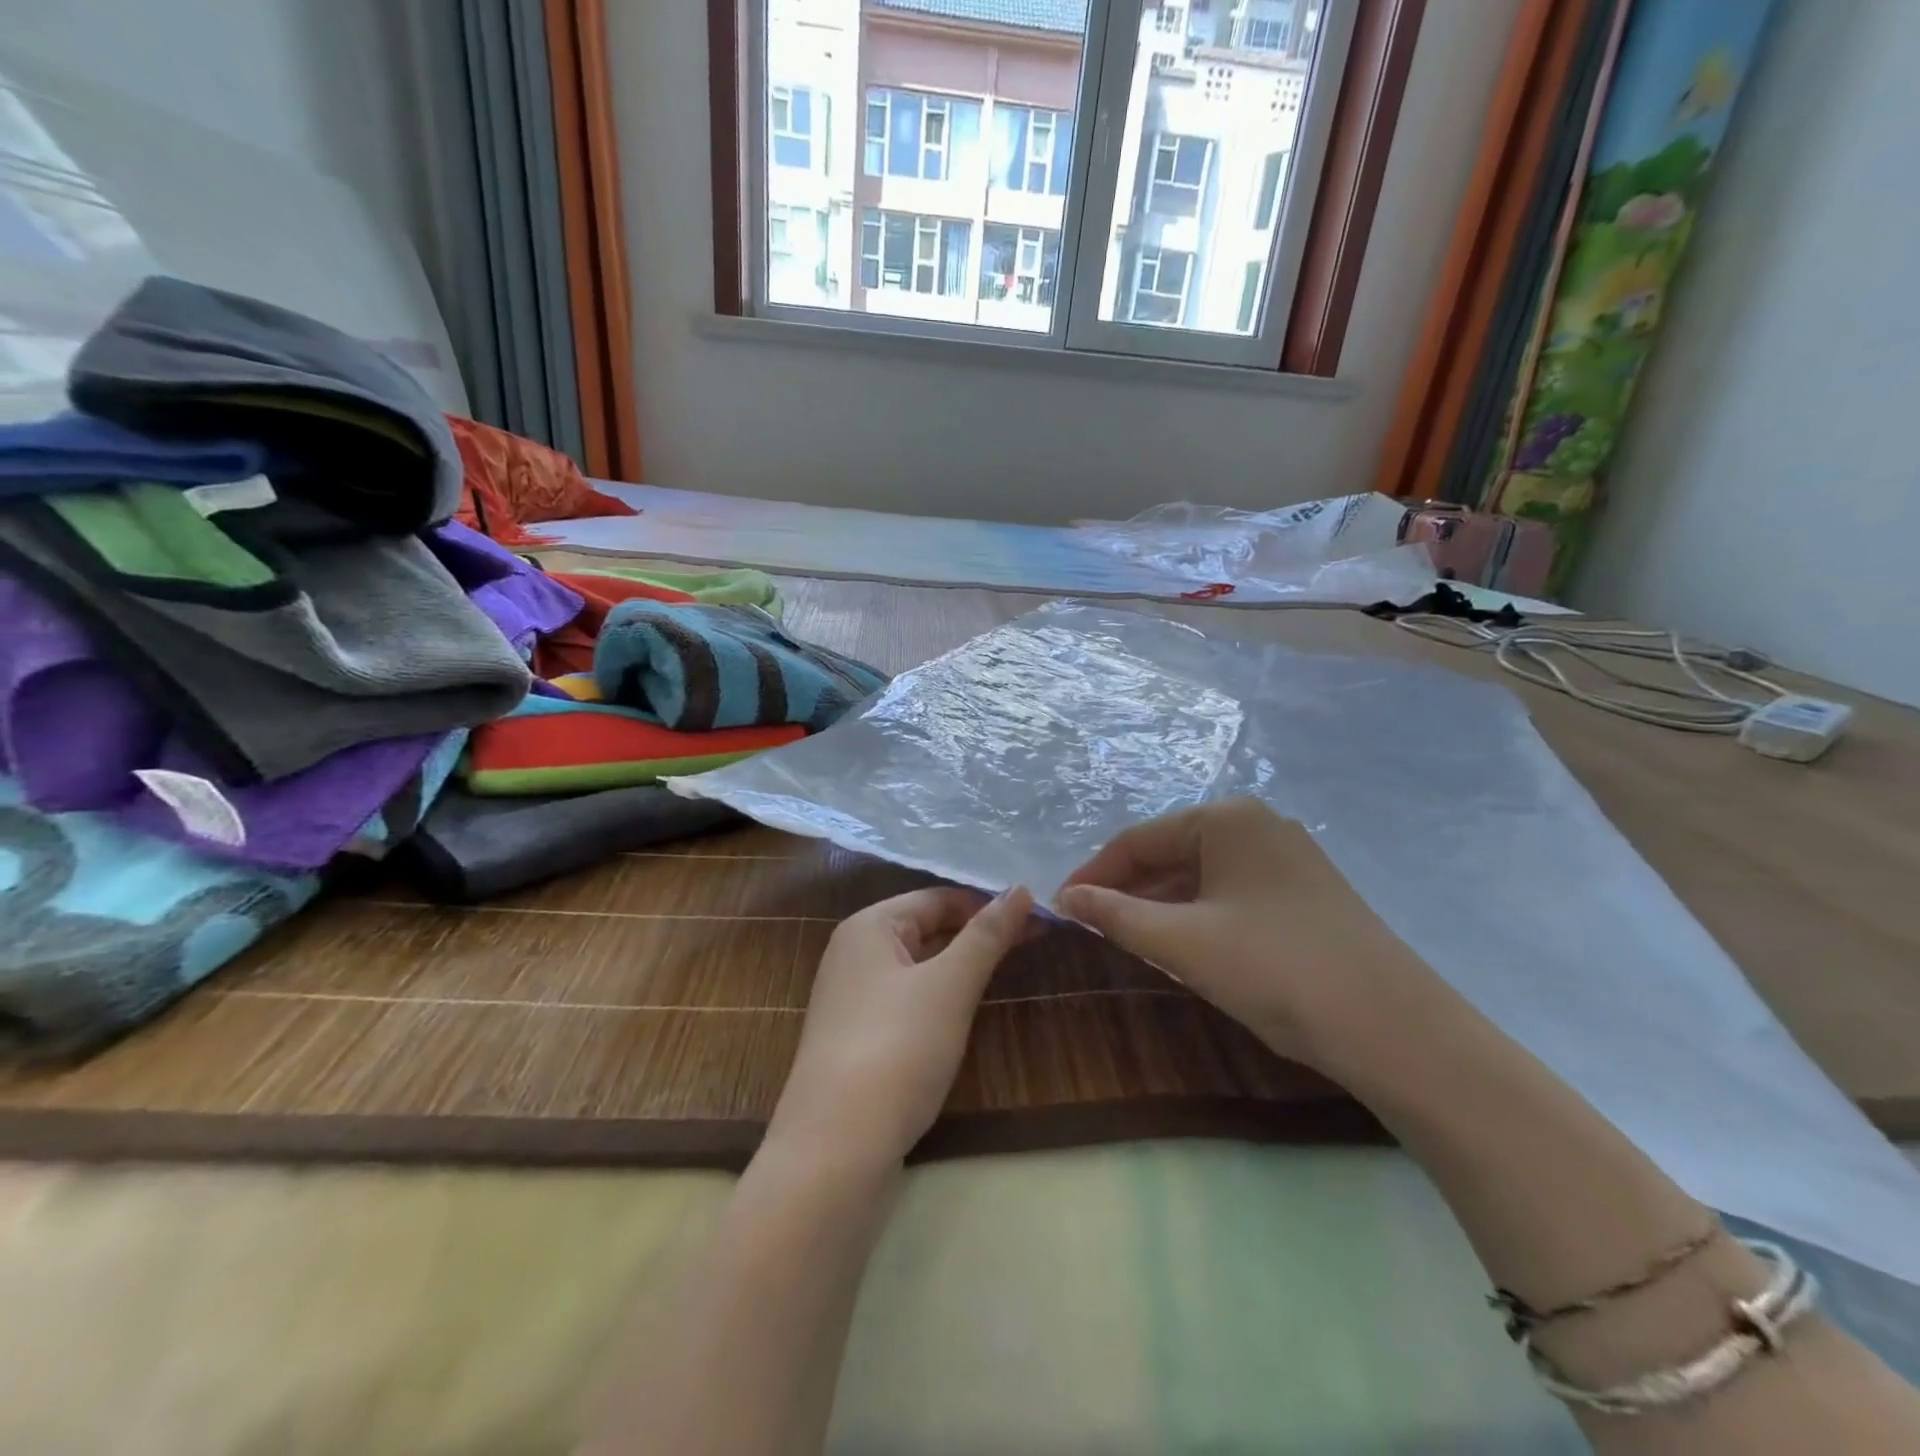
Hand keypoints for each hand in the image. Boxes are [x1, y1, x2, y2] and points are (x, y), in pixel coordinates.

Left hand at [768, 886, 1033, 1169]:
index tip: (1038, 917)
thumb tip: (1020, 889)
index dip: (987, 904)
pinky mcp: (858, 1038)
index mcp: (868, 926)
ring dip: (962, 967)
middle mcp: (854, 953)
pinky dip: (941, 998)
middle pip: (926, 929)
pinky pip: (908, 1000)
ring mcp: (853, 999)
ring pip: (919, 967)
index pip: (937, 898)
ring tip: (1011, 970)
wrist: (836, 1151)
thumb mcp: (949, 986)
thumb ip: (986, 936)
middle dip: (977, 934)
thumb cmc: (896, 1049)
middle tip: (1036, 941)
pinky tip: (966, 1012)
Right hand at [1055, 799, 1433, 1071]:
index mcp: (1227, 818)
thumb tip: (1065, 898)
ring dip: (1161, 905)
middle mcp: (1258, 825)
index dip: (1095, 873)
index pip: (1139, 839)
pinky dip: (1197, 916)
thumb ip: (1115, 915)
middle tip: (1092, 929)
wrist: (1394, 1029)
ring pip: (1201, 875)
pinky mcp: (1304, 895)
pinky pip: (1231, 894)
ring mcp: (1287, 859)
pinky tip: (1183, 946)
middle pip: (1171, 852)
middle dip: (1129, 890)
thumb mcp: (1182, 942)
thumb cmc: (1274, 968)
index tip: (1062, 908)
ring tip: (1128, 940)